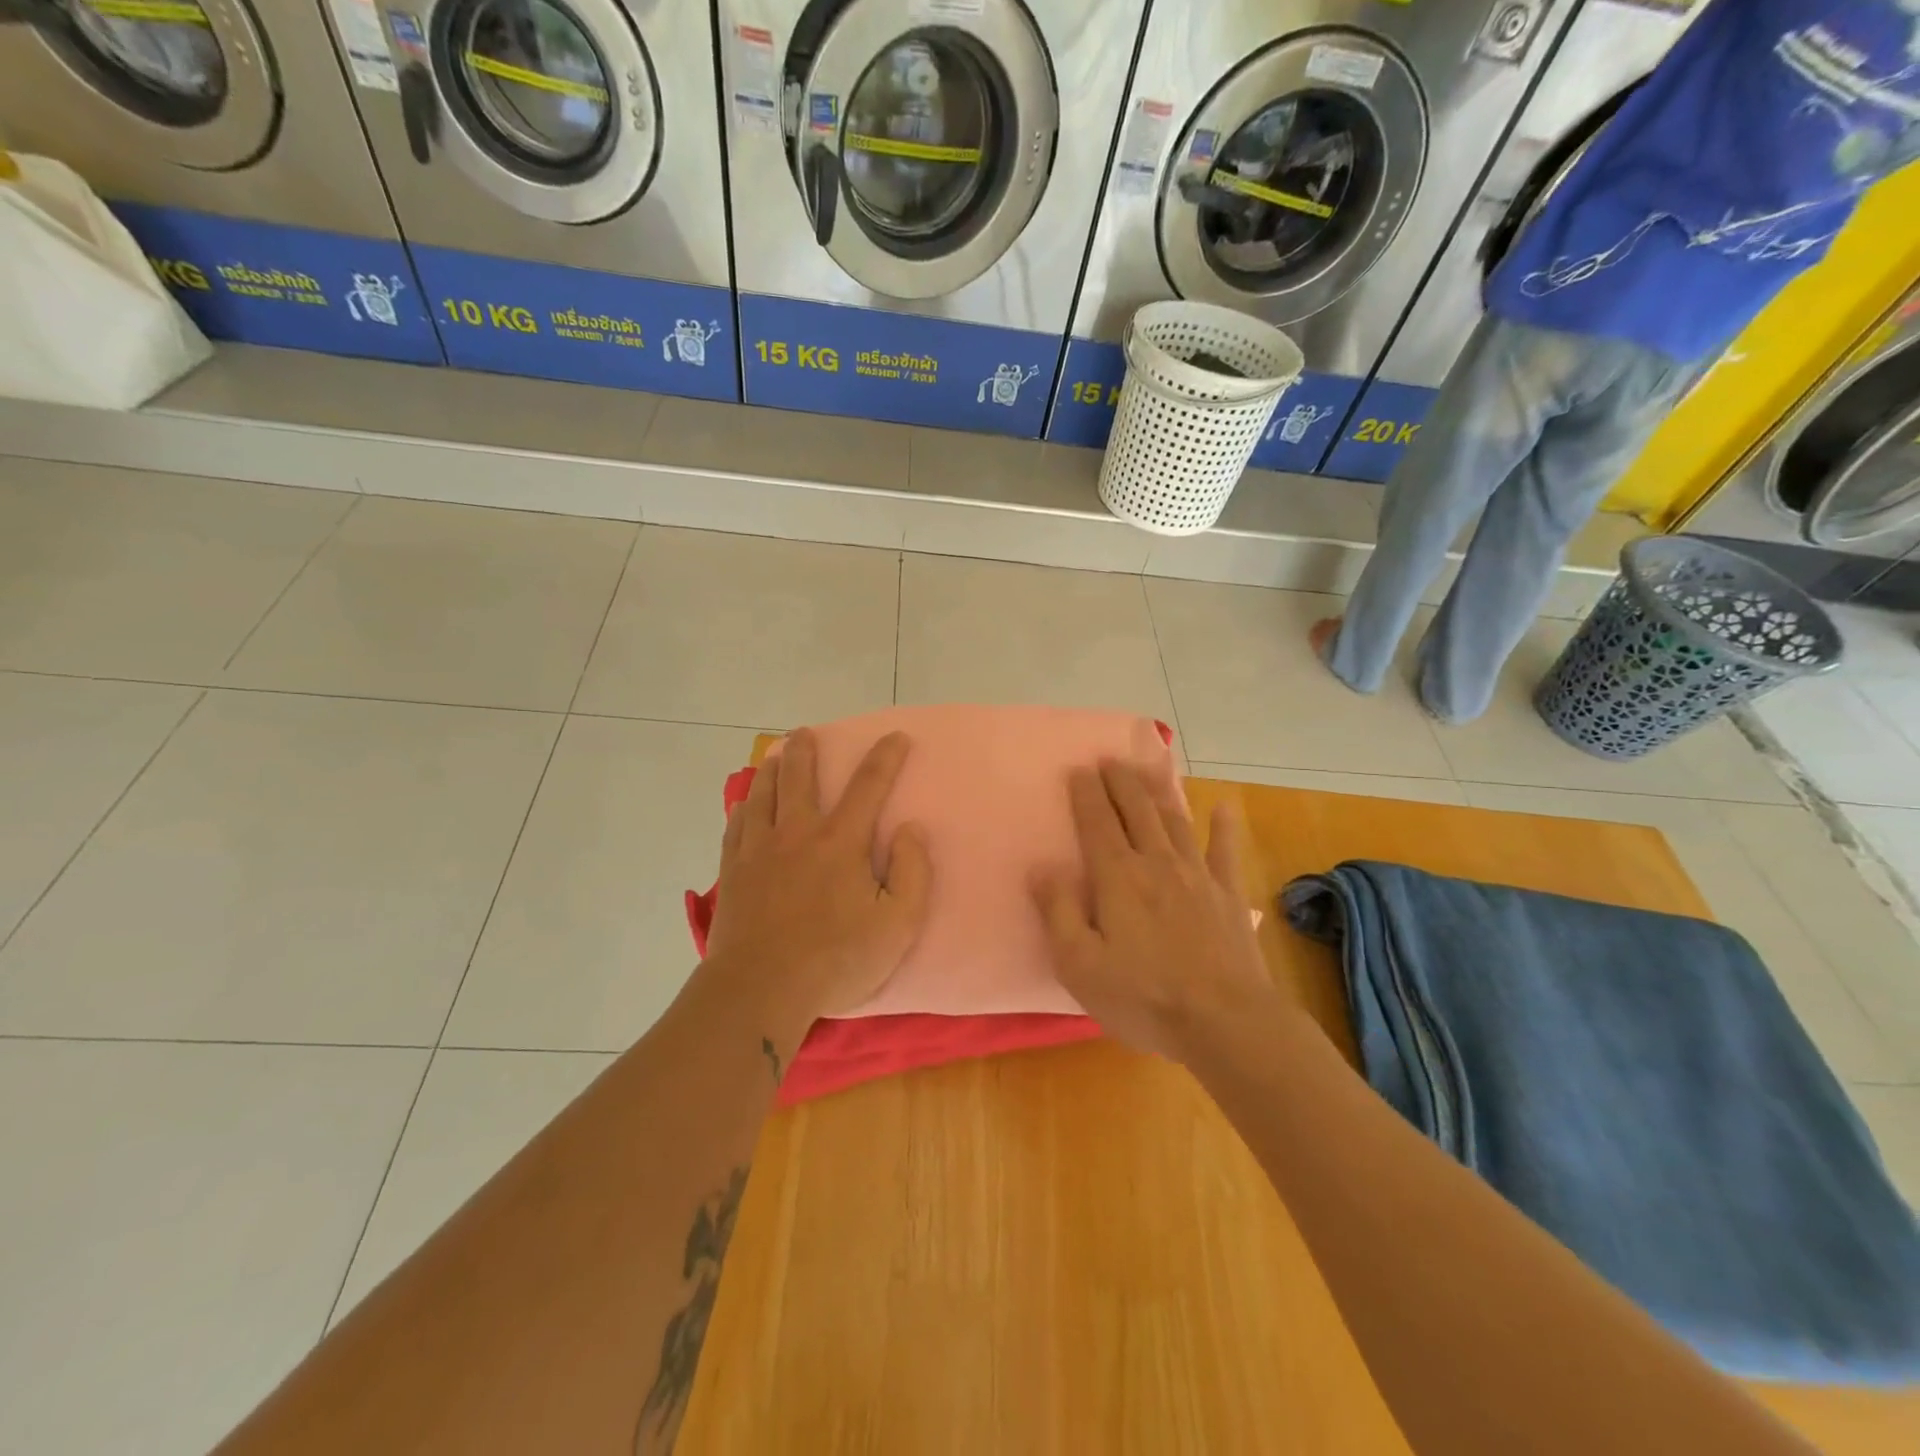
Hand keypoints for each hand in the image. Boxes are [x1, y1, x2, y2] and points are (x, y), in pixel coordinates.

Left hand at [702, 728, 931, 1035]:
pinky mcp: (732, 872)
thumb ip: (913, 872)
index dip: (886, 757)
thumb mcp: (897, 924)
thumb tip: (911, 829)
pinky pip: (736, 826)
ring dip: (770, 769)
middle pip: (799, 776)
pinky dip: (743, 807)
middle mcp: (797, 833)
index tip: (897, 736)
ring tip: (774, 755)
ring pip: (761, 794)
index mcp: (841, 841)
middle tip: (806, 732)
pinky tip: (743, 804)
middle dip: (806, 749)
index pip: (869, 785)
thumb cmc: (836, 959)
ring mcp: (759, 850)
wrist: (760, 989)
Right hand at [1031, 762, 1271, 1062]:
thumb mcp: (1080, 964)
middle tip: (1109, 759)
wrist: (1225, 1022)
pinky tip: (1225, 806)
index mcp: (1117, 877)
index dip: (1086, 793)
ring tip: (1149, 768)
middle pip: (1136, 810)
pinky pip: (1225, 851)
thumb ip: (1057, 912)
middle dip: (1120, 781)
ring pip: (1175, 820)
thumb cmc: (1143, 996)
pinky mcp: (1227, 895)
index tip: (1078, 769)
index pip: (1097, 822)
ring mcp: (1197, 876)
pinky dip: (1224, 827)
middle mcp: (1156, 863)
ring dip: (1159, 791)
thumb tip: (1040, 868)